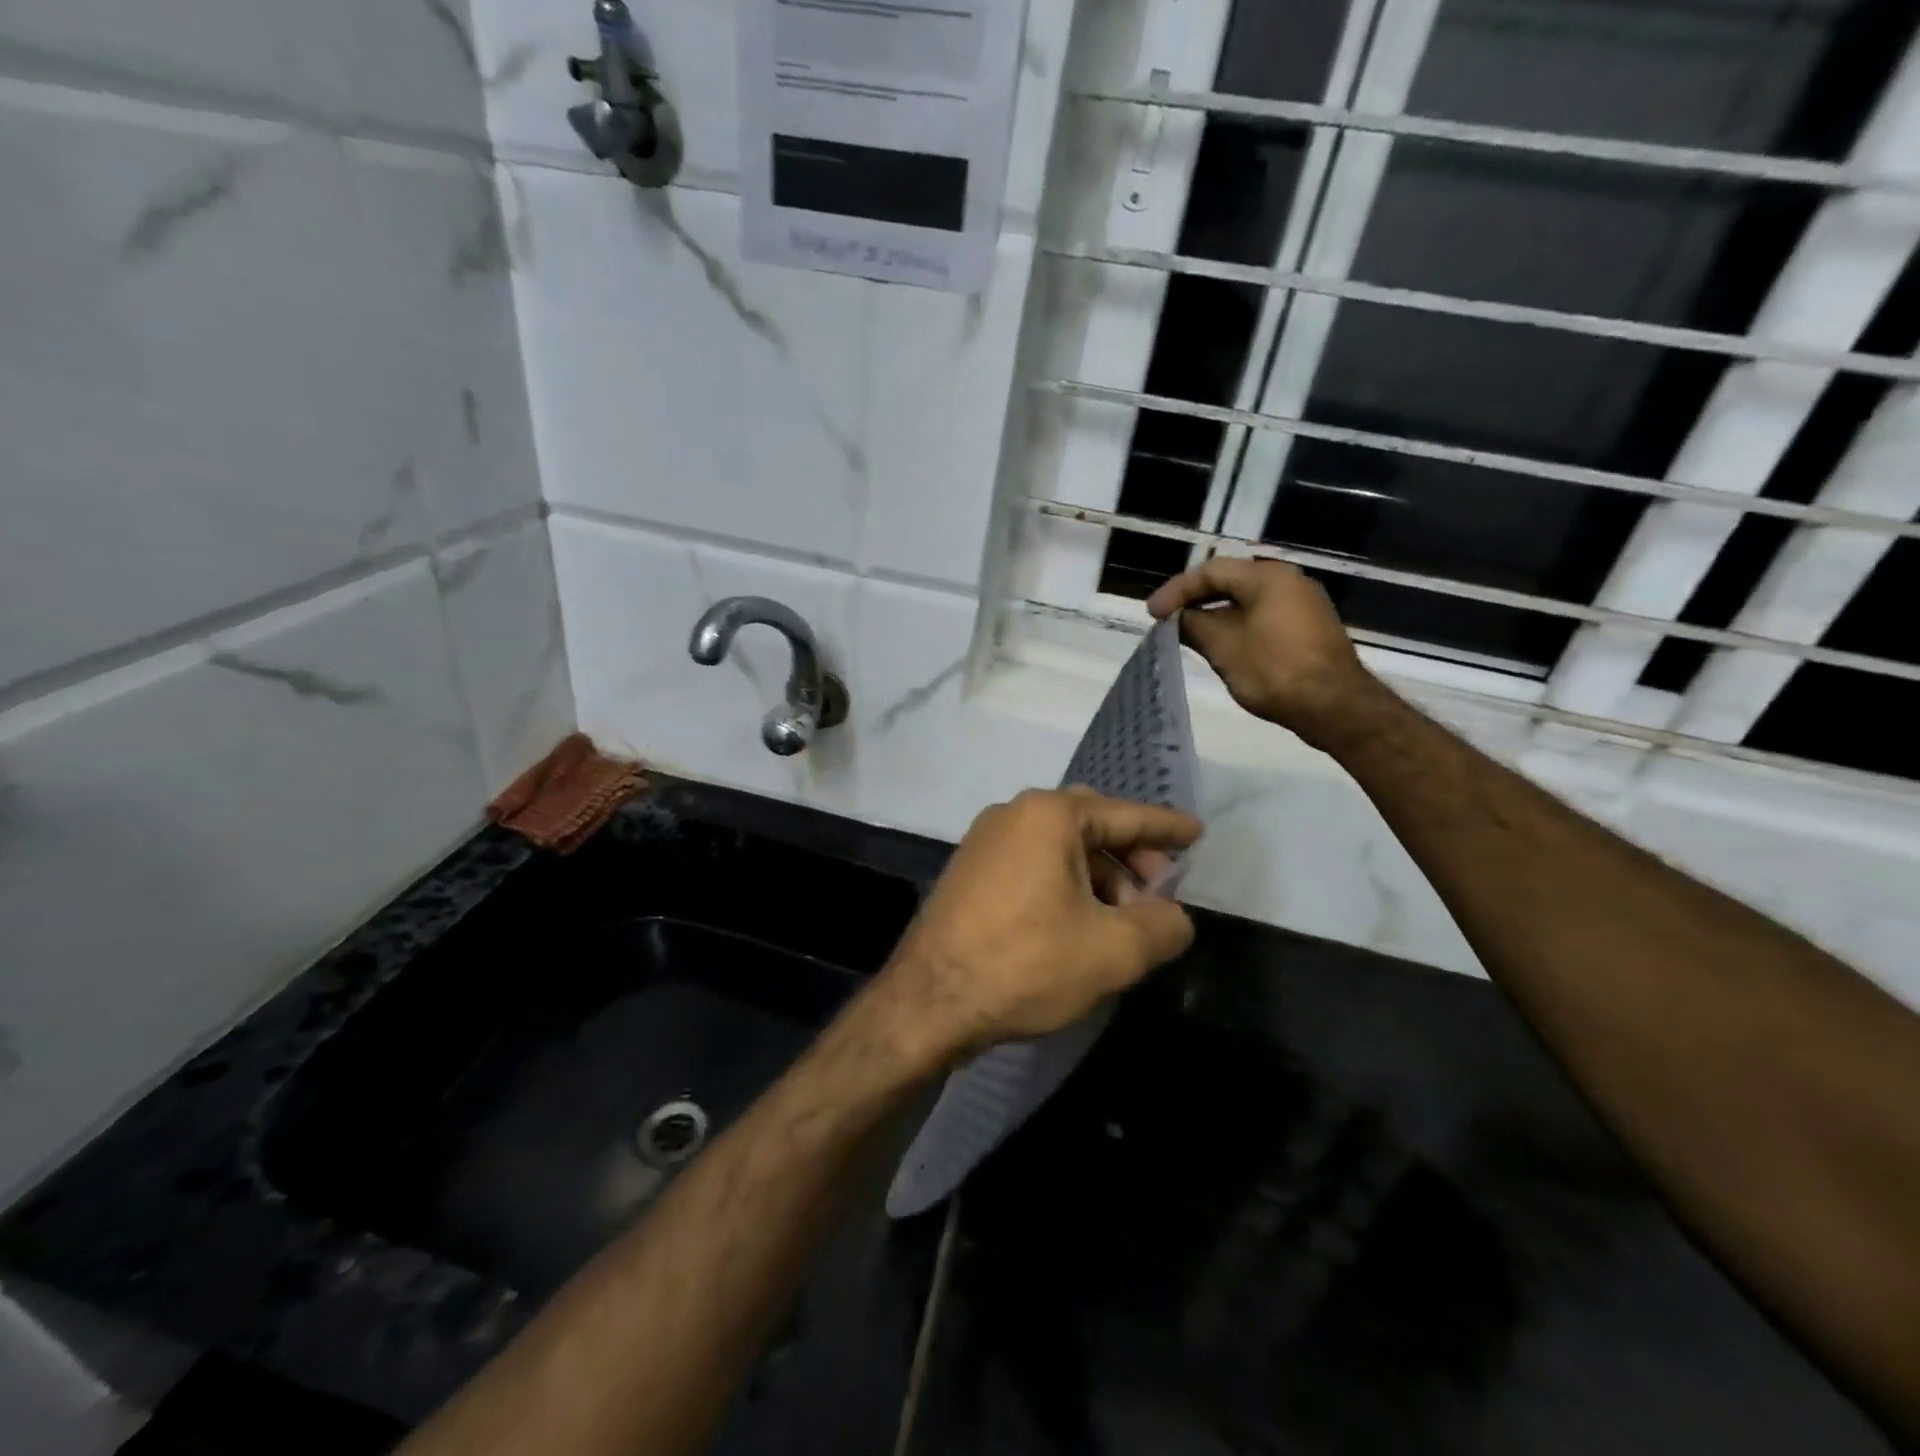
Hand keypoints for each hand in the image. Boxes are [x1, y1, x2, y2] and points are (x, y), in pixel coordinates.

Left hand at [876, 788, 1201, 1065]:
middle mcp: (1013, 814)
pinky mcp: (969, 871)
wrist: (929, 1001)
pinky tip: (1078, 923)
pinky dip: (1065, 884)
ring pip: (1059, 847)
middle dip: (1130, 855)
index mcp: (1048, 815)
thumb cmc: (1025, 964)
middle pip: (1090, 825)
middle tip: (1159, 891)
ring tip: (1121, 921)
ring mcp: (984, 841)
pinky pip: (1032, 864)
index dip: (1166, 828)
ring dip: (1098, 875)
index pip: (1125, 814)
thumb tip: (1173, 917)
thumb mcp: (1112, 951)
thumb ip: (1161, 927)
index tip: (1196, 833)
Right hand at [1147, 557, 1387, 750]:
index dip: (1176, 591)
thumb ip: (1195, 626)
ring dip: (1215, 615)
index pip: (1211, 571)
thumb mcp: (1224, 648)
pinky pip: (1263, 615)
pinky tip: (1221, 645)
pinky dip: (1237, 625)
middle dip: (1195, 600)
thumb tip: (1179, 619)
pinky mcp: (1309, 627)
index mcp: (1267, 576)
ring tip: (1188, 634)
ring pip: (1247, 600)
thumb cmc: (1274, 670)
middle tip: (1167, 620)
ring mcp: (1303, 603)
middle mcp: (1288, 580)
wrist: (1335, 706)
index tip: (1152, 615)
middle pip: (1230, 581)